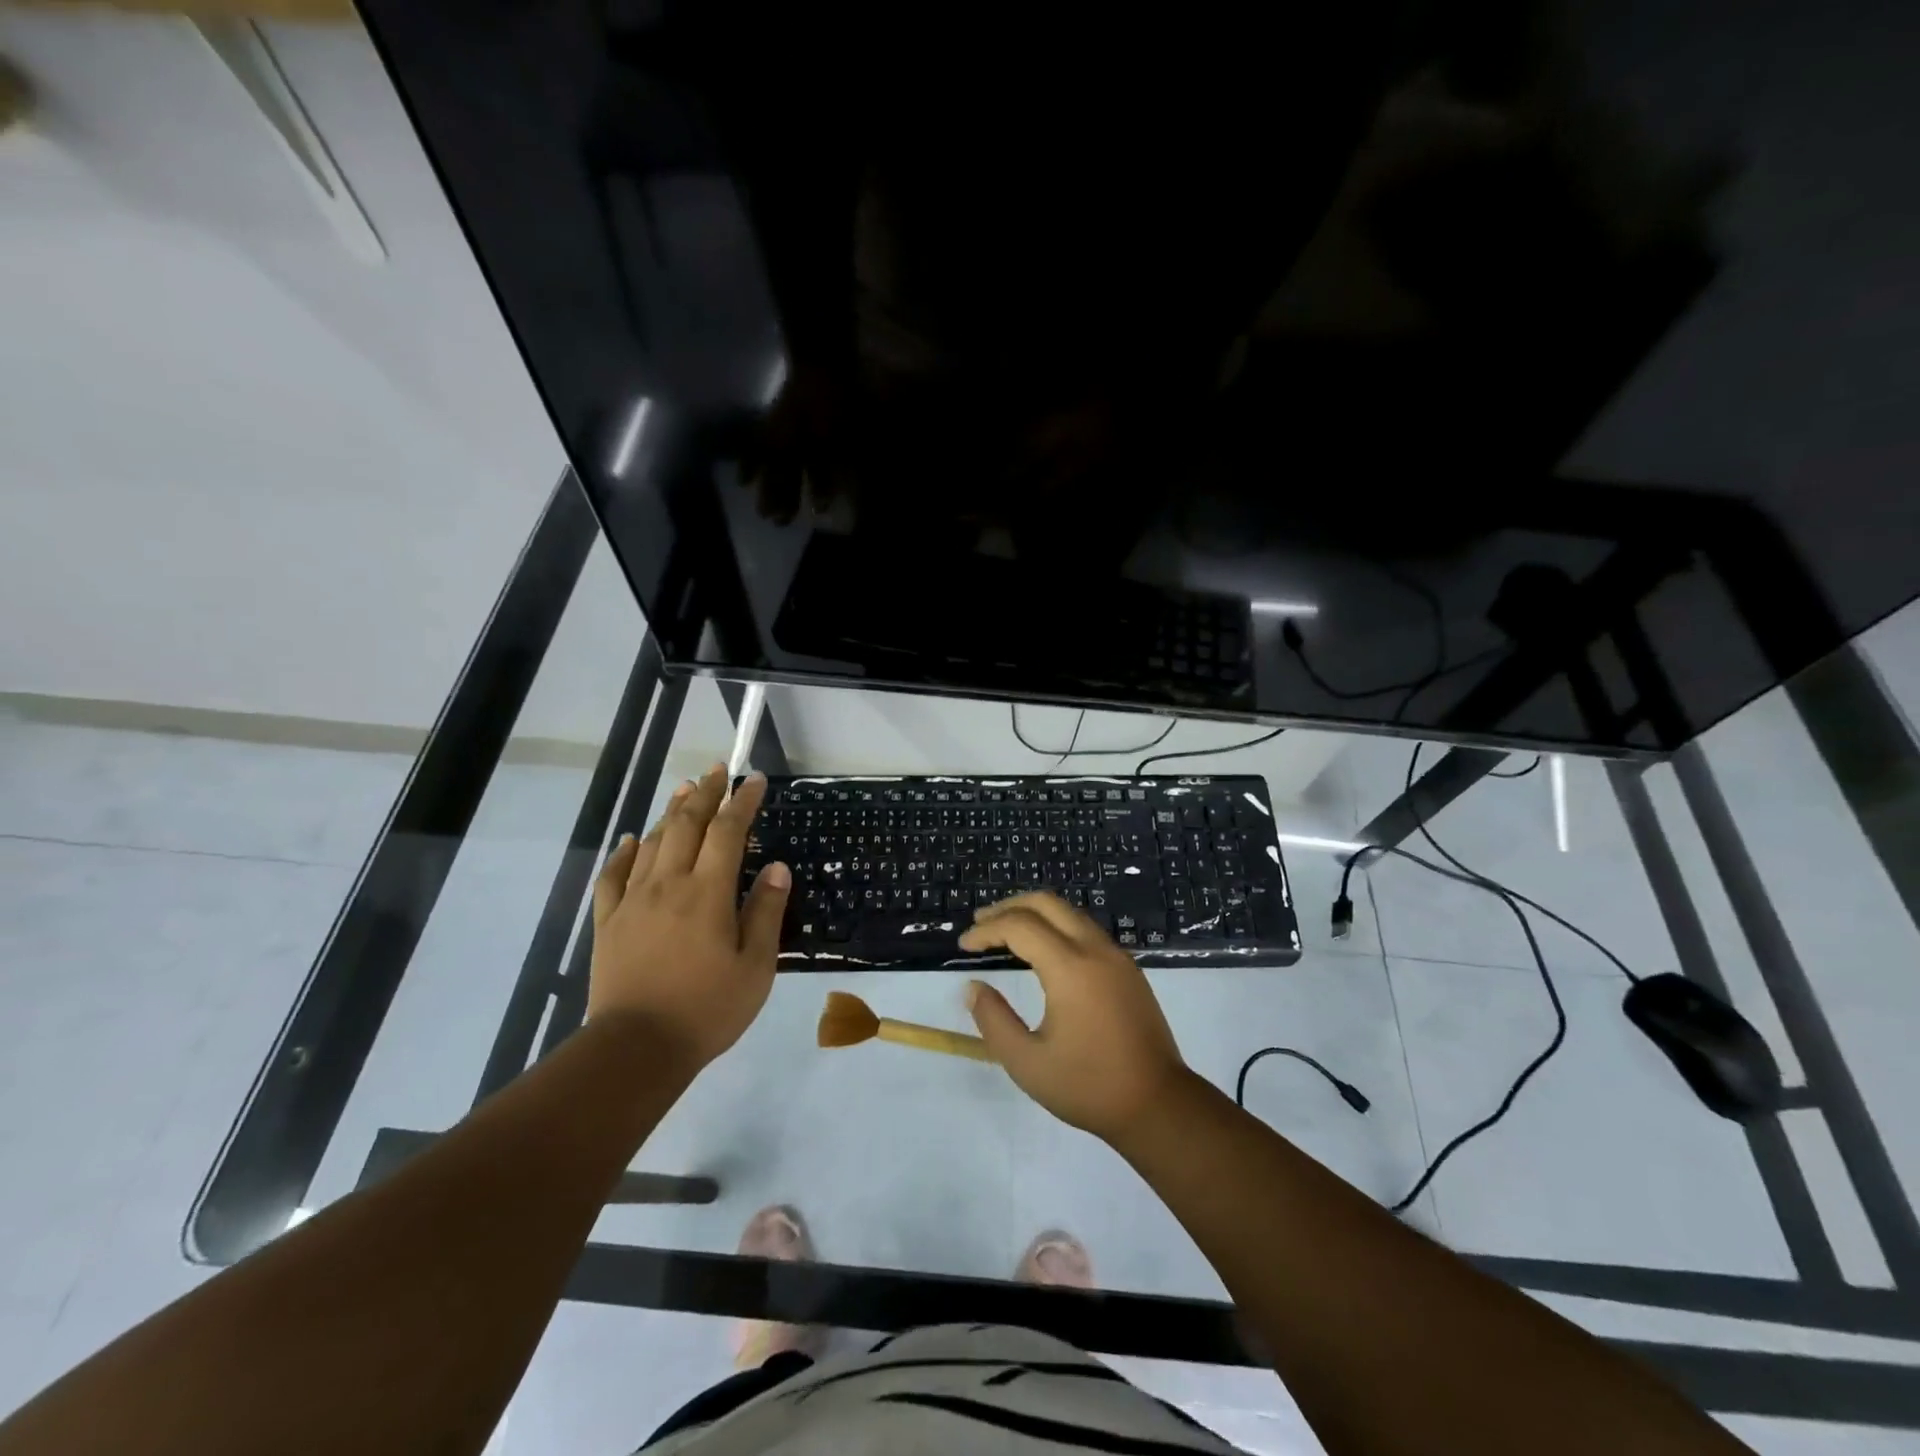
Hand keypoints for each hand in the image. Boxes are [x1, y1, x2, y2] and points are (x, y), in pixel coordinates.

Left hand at [589, 764, 789, 1070]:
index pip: (728, 831)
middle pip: (686, 824)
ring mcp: (633, 901)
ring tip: (685, 790)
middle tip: (718, 771)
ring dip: (671, 812)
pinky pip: (614, 875)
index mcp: (707, 892)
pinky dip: (625, 851)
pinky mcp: (608, 922)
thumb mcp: (755, 966)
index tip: (754, 779)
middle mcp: (668, 884)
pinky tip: (633, 840)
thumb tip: (776, 868)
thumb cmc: (707, 1009)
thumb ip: (765, 912)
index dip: (742, 801)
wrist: (636, 1049)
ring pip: (653, 842)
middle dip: (705, 793)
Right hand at [958, 892, 1186, 1140]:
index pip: (1019, 926)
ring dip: (1034, 913)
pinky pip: (1086, 929)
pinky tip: (1042, 949)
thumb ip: (994, 1020)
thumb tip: (974, 988)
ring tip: (1006, 930)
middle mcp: (1095, 949)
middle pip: (1046, 903)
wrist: (1159, 1104)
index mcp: (1070, 967)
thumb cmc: (1089, 1086)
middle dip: (1008, 907)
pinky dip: (1056, 926)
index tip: (963, 945)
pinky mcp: (1128, 969)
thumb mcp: (1028, 1063)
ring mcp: (1116, 956)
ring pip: (1069, 912)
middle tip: (980, 923)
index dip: (987, 930)